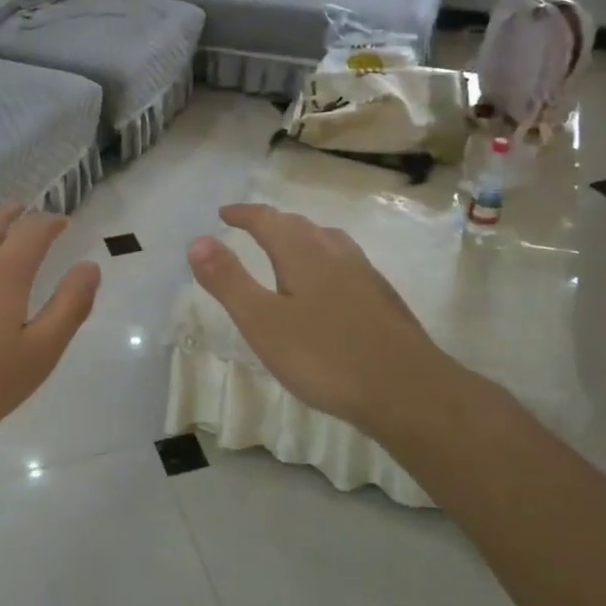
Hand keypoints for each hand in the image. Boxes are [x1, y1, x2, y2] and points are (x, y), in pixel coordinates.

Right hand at [187, 203, 477, 439]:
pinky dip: (324, 260)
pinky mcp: (383, 298)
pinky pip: (346, 263)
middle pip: (299, 225)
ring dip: (302, 238)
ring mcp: (365, 274)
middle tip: (251, 229)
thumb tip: (198, 240)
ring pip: (328, 241)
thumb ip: (228, 280)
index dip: (243, 214)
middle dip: (271, 223)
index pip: (267, 220)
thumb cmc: (325, 356)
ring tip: (288, 249)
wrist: (408, 391)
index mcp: (302, 252)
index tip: (224, 213)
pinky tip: (328, 288)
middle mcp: (335, 252)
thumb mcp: (262, 321)